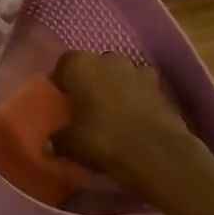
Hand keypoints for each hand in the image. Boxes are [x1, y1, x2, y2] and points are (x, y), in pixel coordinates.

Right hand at [49, 52, 208, 194]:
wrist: (159, 155)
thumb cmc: (104, 140)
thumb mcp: (69, 144)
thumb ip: (57, 138)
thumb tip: (51, 141)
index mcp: (80, 65)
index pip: (64, 64)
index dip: (62, 81)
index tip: (62, 101)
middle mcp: (108, 59)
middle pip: (93, 65)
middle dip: (89, 82)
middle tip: (85, 107)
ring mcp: (138, 70)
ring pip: (119, 74)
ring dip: (114, 87)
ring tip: (111, 113)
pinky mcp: (162, 87)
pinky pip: (141, 87)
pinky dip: (138, 97)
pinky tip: (135, 118)